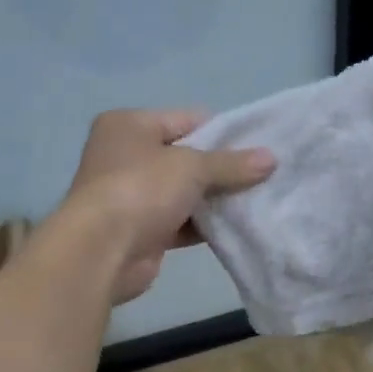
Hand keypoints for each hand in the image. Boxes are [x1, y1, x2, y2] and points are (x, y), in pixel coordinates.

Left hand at [58, 110, 274, 302]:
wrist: (101, 252)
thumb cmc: (141, 190)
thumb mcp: (192, 167)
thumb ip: (231, 163)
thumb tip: (271, 159)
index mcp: (129, 125)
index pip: (187, 119)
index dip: (223, 132)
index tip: (258, 148)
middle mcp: (126, 156)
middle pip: (187, 157)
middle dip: (223, 169)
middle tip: (263, 176)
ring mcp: (133, 195)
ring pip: (186, 192)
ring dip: (216, 199)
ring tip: (257, 201)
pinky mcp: (143, 230)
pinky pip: (182, 222)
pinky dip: (205, 225)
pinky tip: (237, 227)